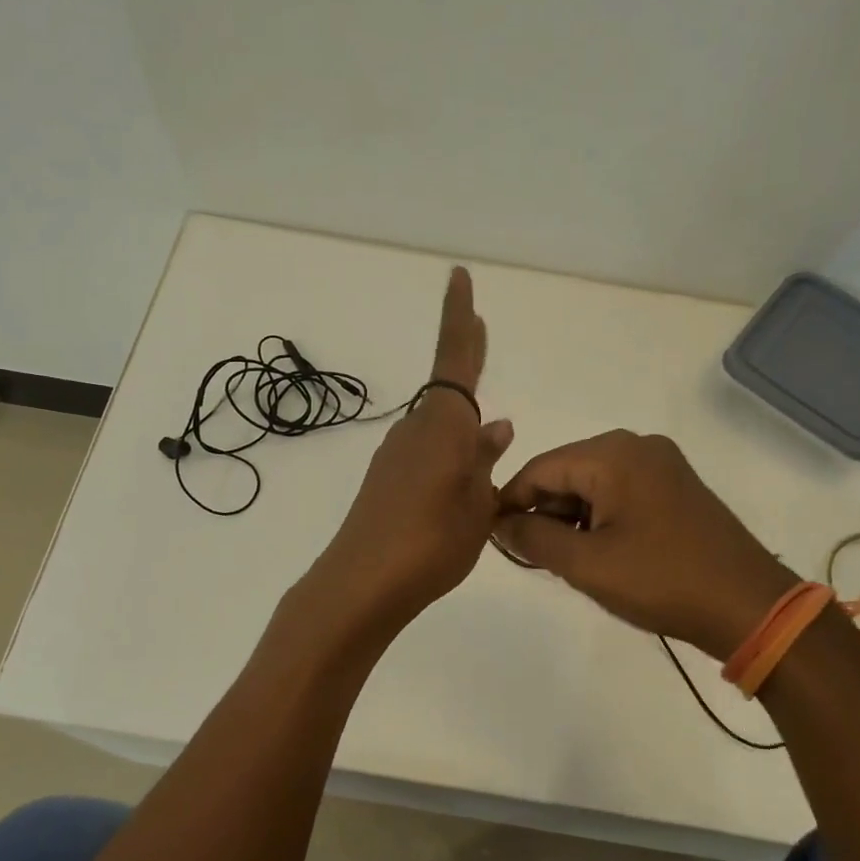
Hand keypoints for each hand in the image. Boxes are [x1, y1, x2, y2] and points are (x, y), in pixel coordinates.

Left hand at [312, 268, 513, 628]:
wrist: (363, 584)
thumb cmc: (433, 541)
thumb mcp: (478, 504)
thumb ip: (486, 460)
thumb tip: (497, 424)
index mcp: (445, 425)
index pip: (456, 357)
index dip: (460, 317)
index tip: (458, 276)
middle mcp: (417, 428)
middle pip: (447, 386)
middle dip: (465, 356)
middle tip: (480, 328)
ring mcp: (396, 454)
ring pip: (438, 425)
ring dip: (460, 421)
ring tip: (488, 435)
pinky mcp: (384, 480)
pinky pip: (425, 451)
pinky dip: (446, 451)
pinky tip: (458, 475)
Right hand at [493, 430, 797, 660]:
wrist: (749, 605)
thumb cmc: (662, 581)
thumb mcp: (587, 564)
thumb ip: (533, 537)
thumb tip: (498, 520)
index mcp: (612, 454)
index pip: (540, 468)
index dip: (511, 501)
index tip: (494, 535)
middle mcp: (637, 445)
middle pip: (567, 471)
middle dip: (545, 510)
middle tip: (534, 555)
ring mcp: (662, 463)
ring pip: (594, 481)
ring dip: (573, 516)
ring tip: (568, 559)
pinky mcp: (677, 485)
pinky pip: (622, 490)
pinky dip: (601, 516)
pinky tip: (601, 550)